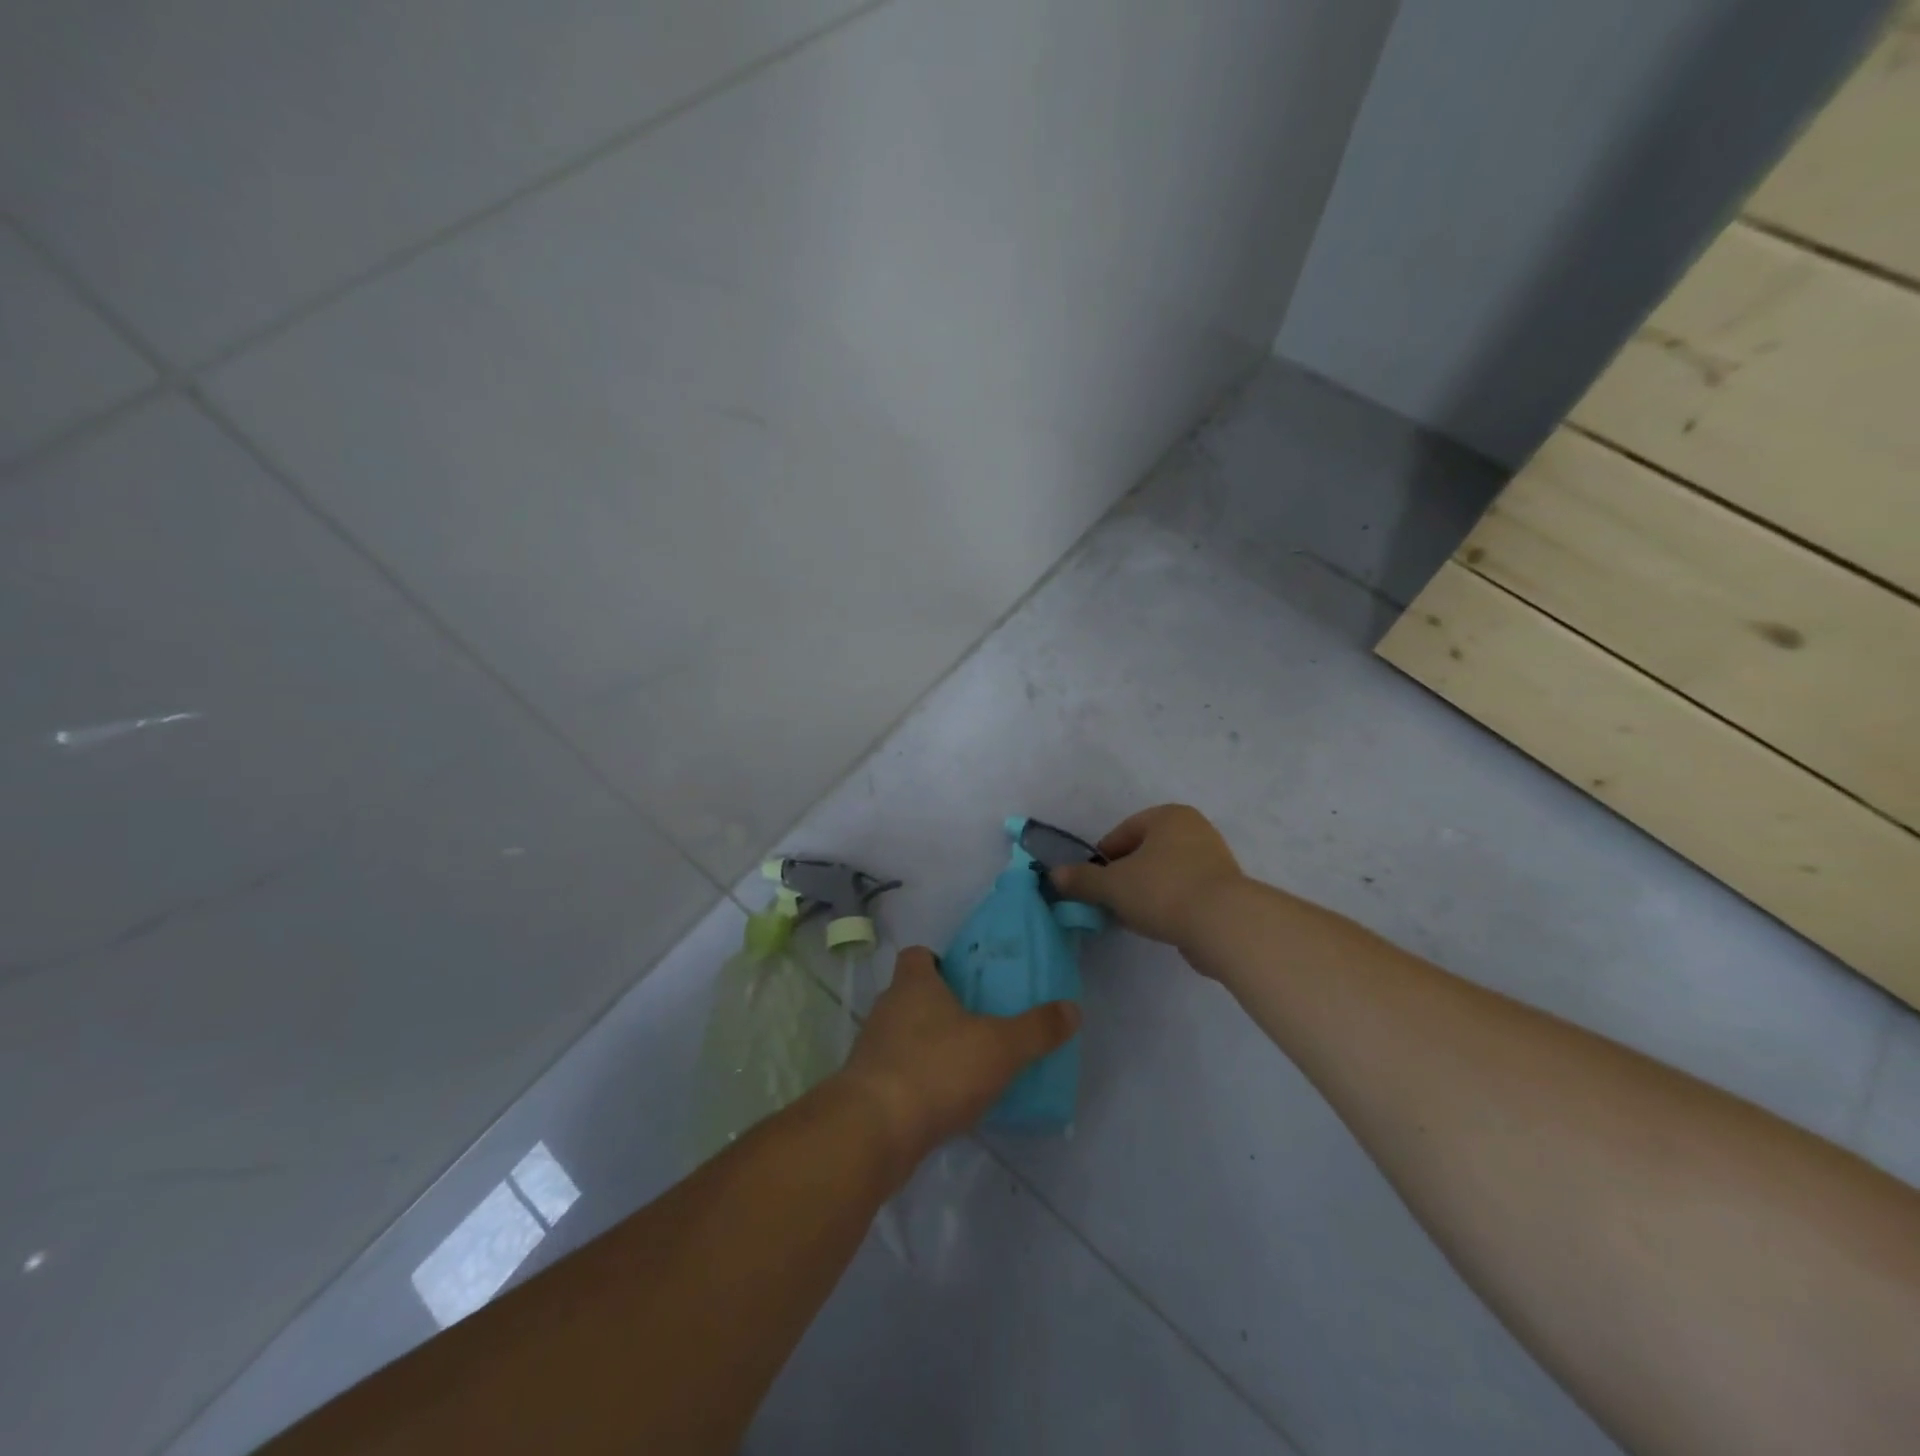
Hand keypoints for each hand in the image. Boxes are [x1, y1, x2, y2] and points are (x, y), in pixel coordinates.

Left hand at [836, 947, 1078, 1176]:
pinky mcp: (865, 1089)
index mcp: (913, 985)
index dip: (937, 962)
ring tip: (964, 1065)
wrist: (874, 1132)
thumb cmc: (937, 1070)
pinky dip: (917, 1081)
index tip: (963, 979)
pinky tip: (943, 1103)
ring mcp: (871, 1050)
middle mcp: (887, 1009)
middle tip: (976, 1022)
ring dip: (926, 1046)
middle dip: (939, 1006)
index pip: (917, 955)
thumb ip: (1037, 1029)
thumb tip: (1073, 1009)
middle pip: (910, 995)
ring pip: (901, 1036)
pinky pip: (896, 1073)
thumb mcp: (999, 1047)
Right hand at [1049, 804, 1245, 950]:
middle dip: (1124, 877)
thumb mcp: (1112, 885)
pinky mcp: (1225, 890)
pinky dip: (1168, 905)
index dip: (1101, 860)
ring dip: (1145, 893)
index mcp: (1168, 816)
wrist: (1225, 925)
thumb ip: (1081, 880)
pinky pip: (1184, 893)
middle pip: (1144, 853)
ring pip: (1164, 874)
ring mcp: (1214, 860)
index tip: (1093, 885)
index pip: (1122, 833)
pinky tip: (1160, 925)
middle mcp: (1194, 830)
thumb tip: (1054, 875)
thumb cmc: (1163, 891)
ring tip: (1133, 918)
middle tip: (1110, 902)